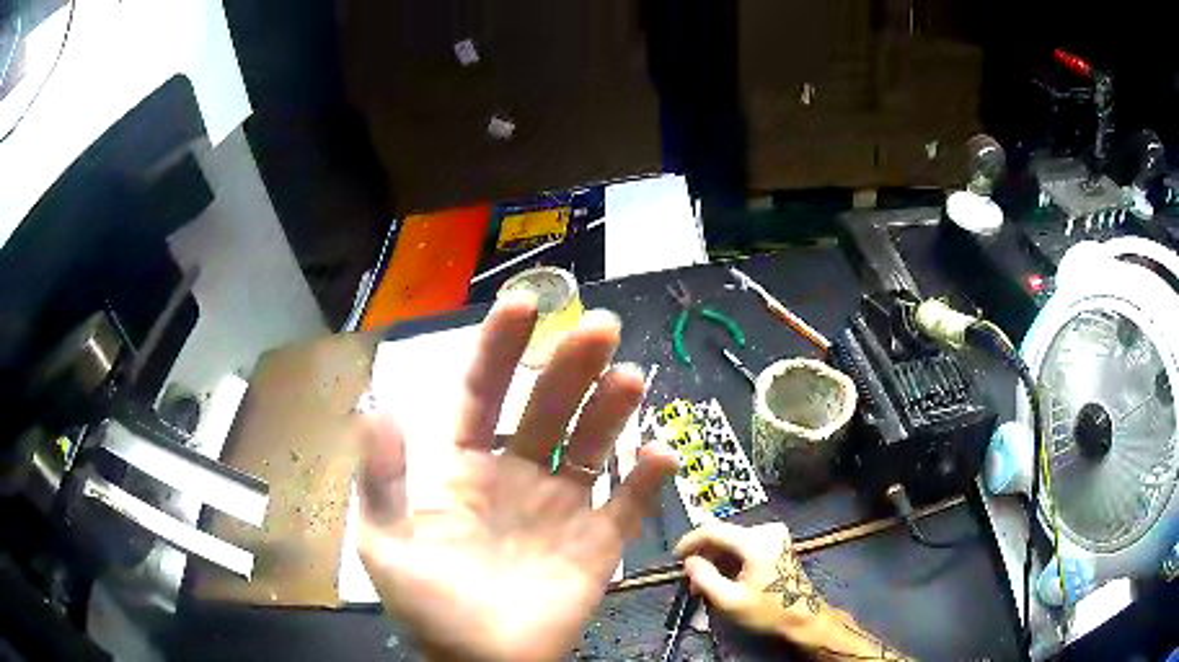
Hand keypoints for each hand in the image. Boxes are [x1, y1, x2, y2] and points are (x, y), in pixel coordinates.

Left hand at [358, 294, 678, 661]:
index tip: (526, 305)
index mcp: (464, 468)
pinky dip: (647, 480)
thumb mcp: (387, 543)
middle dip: (570, 364)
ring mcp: (561, 507)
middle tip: (599, 328)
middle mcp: (515, 475)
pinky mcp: (597, 543)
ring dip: (612, 409)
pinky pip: (628, 505)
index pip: (481, 392)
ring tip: (629, 378)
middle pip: (546, 406)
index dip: (500, 348)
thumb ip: (381, 478)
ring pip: (591, 444)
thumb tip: (377, 405)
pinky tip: (660, 456)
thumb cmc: (432, 606)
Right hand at [676, 523, 909, 660]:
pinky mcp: (778, 543)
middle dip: (705, 554)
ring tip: (705, 582)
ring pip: (734, 541)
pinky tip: (723, 577)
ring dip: (717, 558)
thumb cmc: (767, 609)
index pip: (713, 530)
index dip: (690, 541)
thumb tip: (689, 562)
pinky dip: (731, 559)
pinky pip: (746, 545)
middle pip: (725, 535)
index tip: (674, 556)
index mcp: (755, 540)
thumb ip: (704, 577)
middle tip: (690, 577)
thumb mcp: (729, 599)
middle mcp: (767, 530)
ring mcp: (775, 535)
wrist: (805, 617)